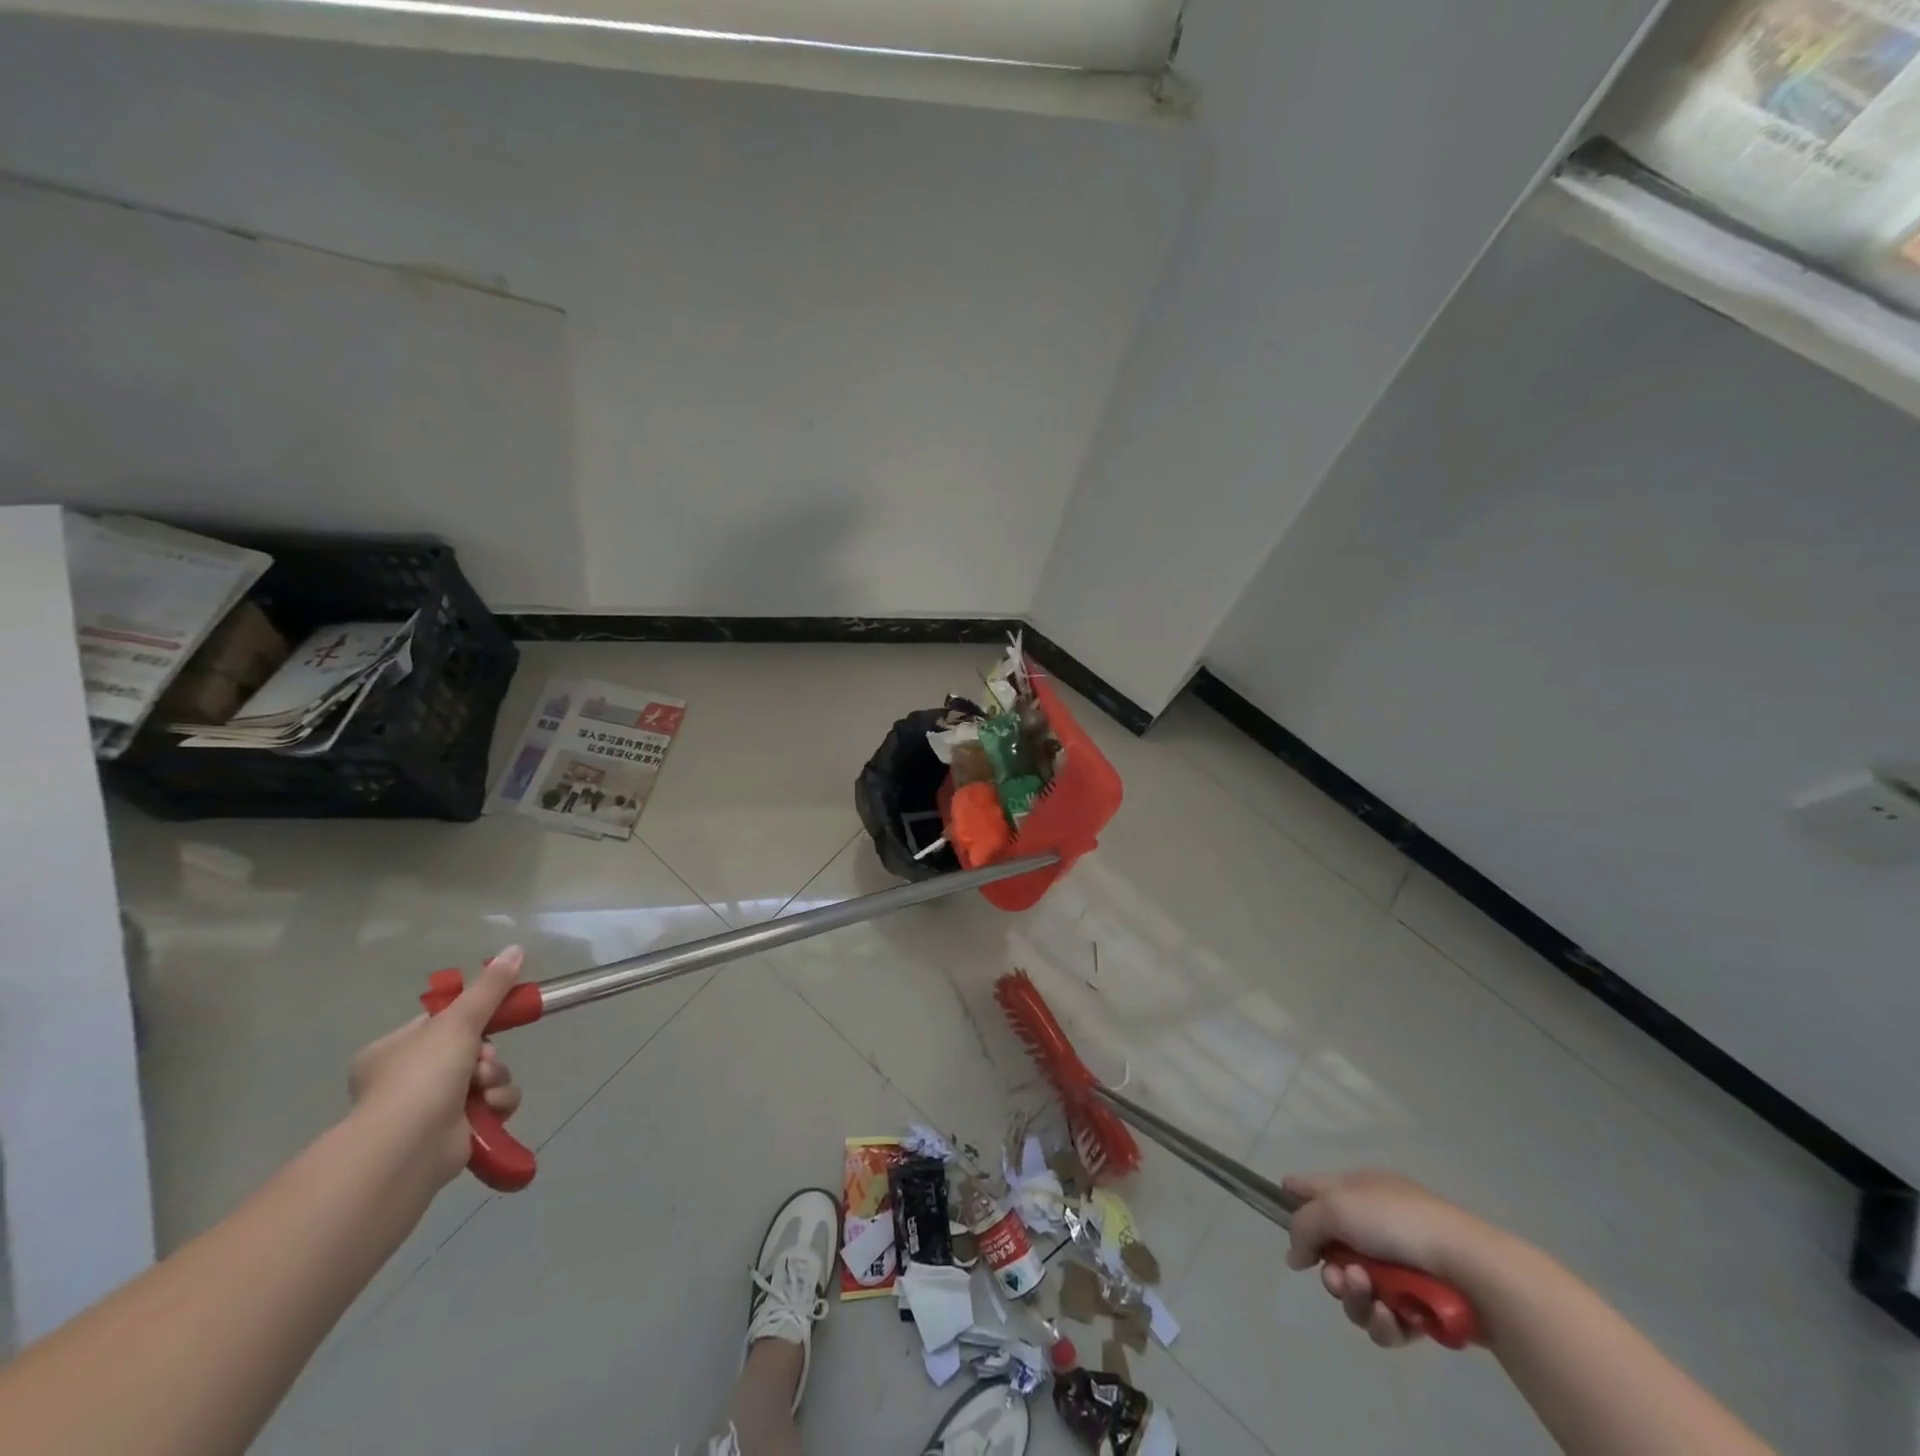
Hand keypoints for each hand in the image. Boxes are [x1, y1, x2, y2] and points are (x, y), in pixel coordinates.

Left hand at [347, 946, 526, 1187]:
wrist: (407, 1148)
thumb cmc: (421, 1076)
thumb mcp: (458, 1020)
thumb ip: (490, 987)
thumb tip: (516, 947)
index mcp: (392, 1050)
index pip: (441, 1022)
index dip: (471, 1019)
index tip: (492, 1017)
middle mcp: (407, 1079)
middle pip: (471, 1049)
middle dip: (487, 1054)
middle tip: (482, 1060)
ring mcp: (429, 1109)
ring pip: (487, 1076)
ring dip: (495, 1078)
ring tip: (484, 1088)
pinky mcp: (455, 1133)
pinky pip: (492, 1104)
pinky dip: (497, 1103)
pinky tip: (489, 1108)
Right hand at [1282, 1170, 1498, 1347]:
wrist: (1469, 1269)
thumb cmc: (1397, 1222)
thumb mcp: (1336, 1208)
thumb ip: (1303, 1226)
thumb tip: (1294, 1254)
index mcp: (1360, 1190)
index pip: (1317, 1186)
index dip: (1296, 1194)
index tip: (1279, 1207)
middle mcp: (1377, 1225)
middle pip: (1333, 1250)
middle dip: (1330, 1269)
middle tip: (1336, 1277)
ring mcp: (1399, 1268)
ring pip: (1356, 1290)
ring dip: (1354, 1296)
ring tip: (1367, 1293)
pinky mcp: (1419, 1309)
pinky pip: (1385, 1320)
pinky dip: (1383, 1322)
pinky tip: (1389, 1317)